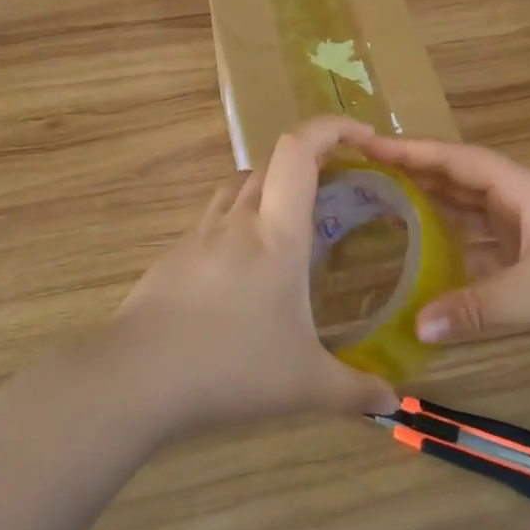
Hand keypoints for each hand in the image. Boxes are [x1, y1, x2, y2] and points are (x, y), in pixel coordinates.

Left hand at [111, 118, 398, 433]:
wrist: (136, 377)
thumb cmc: (230, 367)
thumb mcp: (303, 385)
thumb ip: (354, 390)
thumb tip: (393, 401)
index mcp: (277, 234)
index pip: (299, 151)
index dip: (331, 128)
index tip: (362, 137)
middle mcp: (238, 220)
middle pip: (271, 160)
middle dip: (309, 159)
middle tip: (337, 187)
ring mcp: (200, 234)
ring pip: (239, 185)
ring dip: (270, 187)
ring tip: (291, 223)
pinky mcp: (175, 255)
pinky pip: (215, 219)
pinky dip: (238, 222)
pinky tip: (245, 268)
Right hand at [350, 133, 529, 365]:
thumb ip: (474, 307)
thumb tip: (418, 327)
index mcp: (525, 190)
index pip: (460, 160)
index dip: (416, 151)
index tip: (373, 146)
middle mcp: (528, 205)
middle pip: (465, 183)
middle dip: (422, 178)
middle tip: (373, 179)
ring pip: (478, 218)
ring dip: (441, 216)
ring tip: (394, 217)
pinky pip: (491, 253)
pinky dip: (463, 257)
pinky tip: (437, 271)